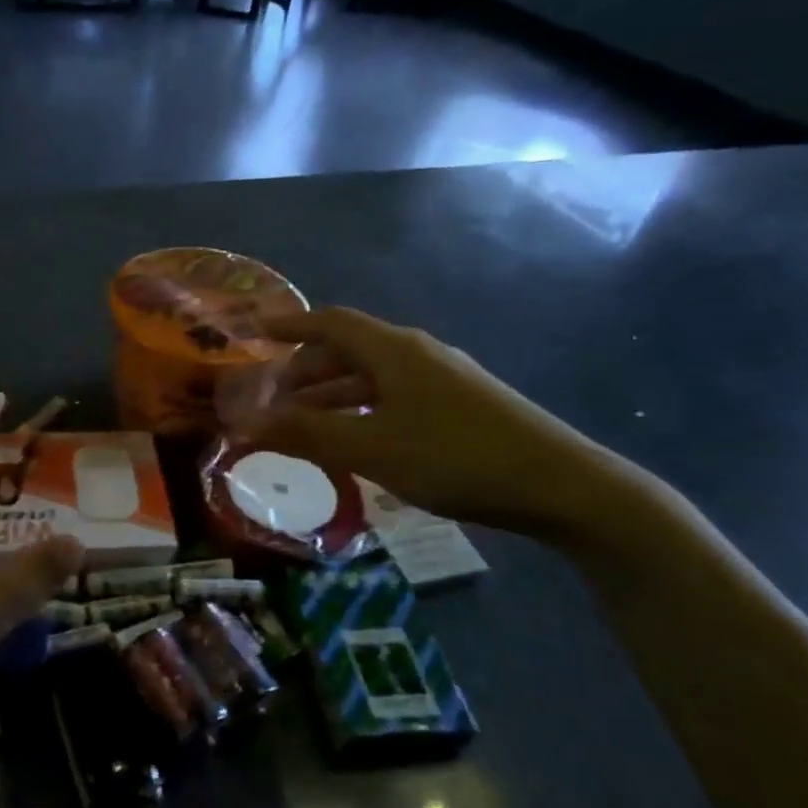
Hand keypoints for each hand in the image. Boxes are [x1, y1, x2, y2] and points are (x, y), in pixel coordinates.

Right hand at [233, 307, 613, 534]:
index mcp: (394, 351)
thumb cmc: (455, 457)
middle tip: (274, 395)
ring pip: (373, 376)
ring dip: (334, 393)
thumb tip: (246, 422)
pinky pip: (394, 396)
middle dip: (306, 368)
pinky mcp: (460, 405)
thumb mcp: (371, 449)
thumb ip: (306, 434)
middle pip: (350, 348)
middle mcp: (417, 354)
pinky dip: (362, 409)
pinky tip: (356, 438)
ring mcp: (443, 378)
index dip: (290, 325)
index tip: (255, 331)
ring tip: (304, 422)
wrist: (561, 484)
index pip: (330, 322)